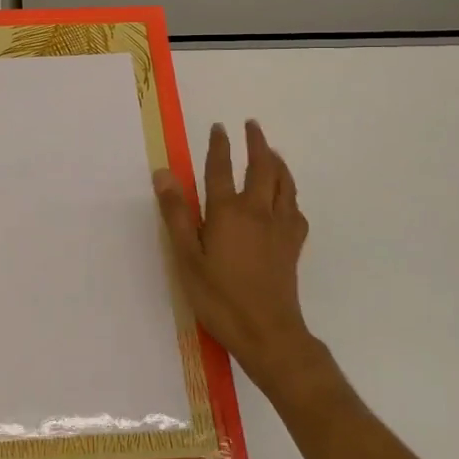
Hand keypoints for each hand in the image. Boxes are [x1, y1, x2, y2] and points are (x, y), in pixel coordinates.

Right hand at [154, 120, 314, 390]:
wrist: (268, 333)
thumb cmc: (219, 297)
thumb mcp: (187, 257)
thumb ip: (176, 213)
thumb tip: (163, 173)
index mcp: (228, 211)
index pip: (221, 168)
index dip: (219, 145)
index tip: (220, 127)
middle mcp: (258, 210)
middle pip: (261, 167)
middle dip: (256, 143)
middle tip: (252, 125)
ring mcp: (280, 227)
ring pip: (284, 183)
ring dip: (278, 162)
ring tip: (272, 151)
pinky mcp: (293, 245)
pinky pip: (295, 209)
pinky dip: (290, 194)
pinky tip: (287, 198)